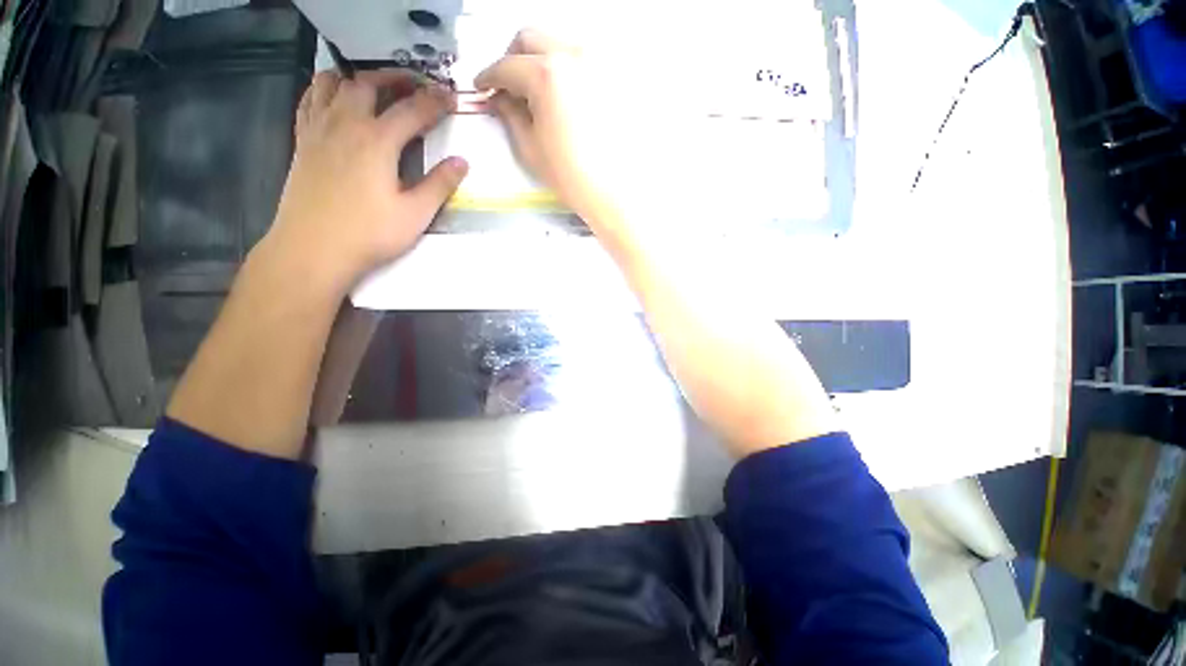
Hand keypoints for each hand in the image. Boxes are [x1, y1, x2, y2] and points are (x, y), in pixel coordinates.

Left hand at [268, 69, 468, 287]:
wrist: (313, 249)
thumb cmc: (369, 234)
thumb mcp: (415, 214)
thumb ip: (439, 185)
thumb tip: (462, 162)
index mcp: (377, 141)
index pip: (412, 110)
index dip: (435, 101)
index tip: (451, 96)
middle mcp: (345, 124)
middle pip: (369, 83)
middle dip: (395, 78)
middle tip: (416, 85)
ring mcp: (318, 129)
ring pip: (333, 83)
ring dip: (357, 78)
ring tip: (374, 88)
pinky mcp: (302, 141)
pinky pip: (309, 100)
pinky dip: (325, 90)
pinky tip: (337, 102)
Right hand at [475, 30, 644, 243]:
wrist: (615, 193)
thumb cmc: (571, 176)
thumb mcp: (531, 148)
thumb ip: (510, 114)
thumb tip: (500, 99)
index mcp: (546, 74)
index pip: (506, 65)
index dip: (488, 77)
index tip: (483, 88)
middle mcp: (573, 56)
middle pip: (530, 39)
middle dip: (511, 59)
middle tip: (507, 87)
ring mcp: (598, 63)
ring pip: (557, 45)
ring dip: (538, 61)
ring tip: (535, 94)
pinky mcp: (614, 79)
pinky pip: (581, 62)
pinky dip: (564, 72)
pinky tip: (563, 98)